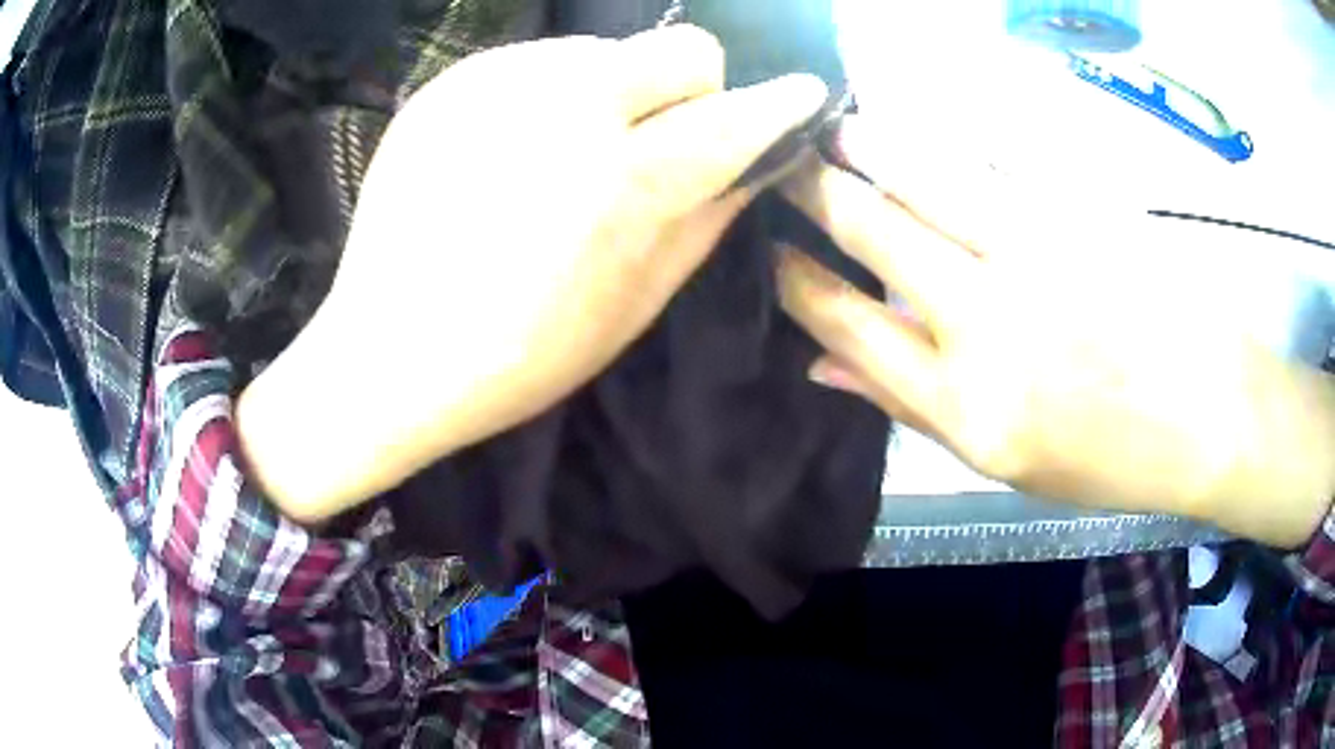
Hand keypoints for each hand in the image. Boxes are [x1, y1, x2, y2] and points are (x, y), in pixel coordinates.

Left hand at [237, 26, 828, 522]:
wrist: (387, 352)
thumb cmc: (517, 356)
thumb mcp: (633, 306)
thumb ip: (705, 220)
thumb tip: (754, 163)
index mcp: (621, 180)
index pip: (735, 115)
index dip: (779, 103)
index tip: (801, 93)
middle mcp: (566, 105)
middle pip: (681, 48)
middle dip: (690, 90)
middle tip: (654, 141)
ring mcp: (500, 82)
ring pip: (608, 49)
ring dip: (614, 91)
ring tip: (566, 153)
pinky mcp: (452, 80)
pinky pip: (540, 60)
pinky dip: (550, 94)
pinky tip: (513, 148)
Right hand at [778, 116, 1334, 546]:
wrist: (1209, 415)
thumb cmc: (1110, 457)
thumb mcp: (1006, 463)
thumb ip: (912, 405)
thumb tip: (823, 361)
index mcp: (967, 404)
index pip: (848, 322)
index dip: (797, 279)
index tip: (767, 248)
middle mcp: (989, 322)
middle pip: (874, 233)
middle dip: (813, 190)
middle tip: (780, 162)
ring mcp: (1037, 254)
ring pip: (925, 177)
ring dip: (869, 145)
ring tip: (838, 127)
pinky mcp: (1078, 211)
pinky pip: (991, 160)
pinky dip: (942, 140)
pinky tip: (918, 130)